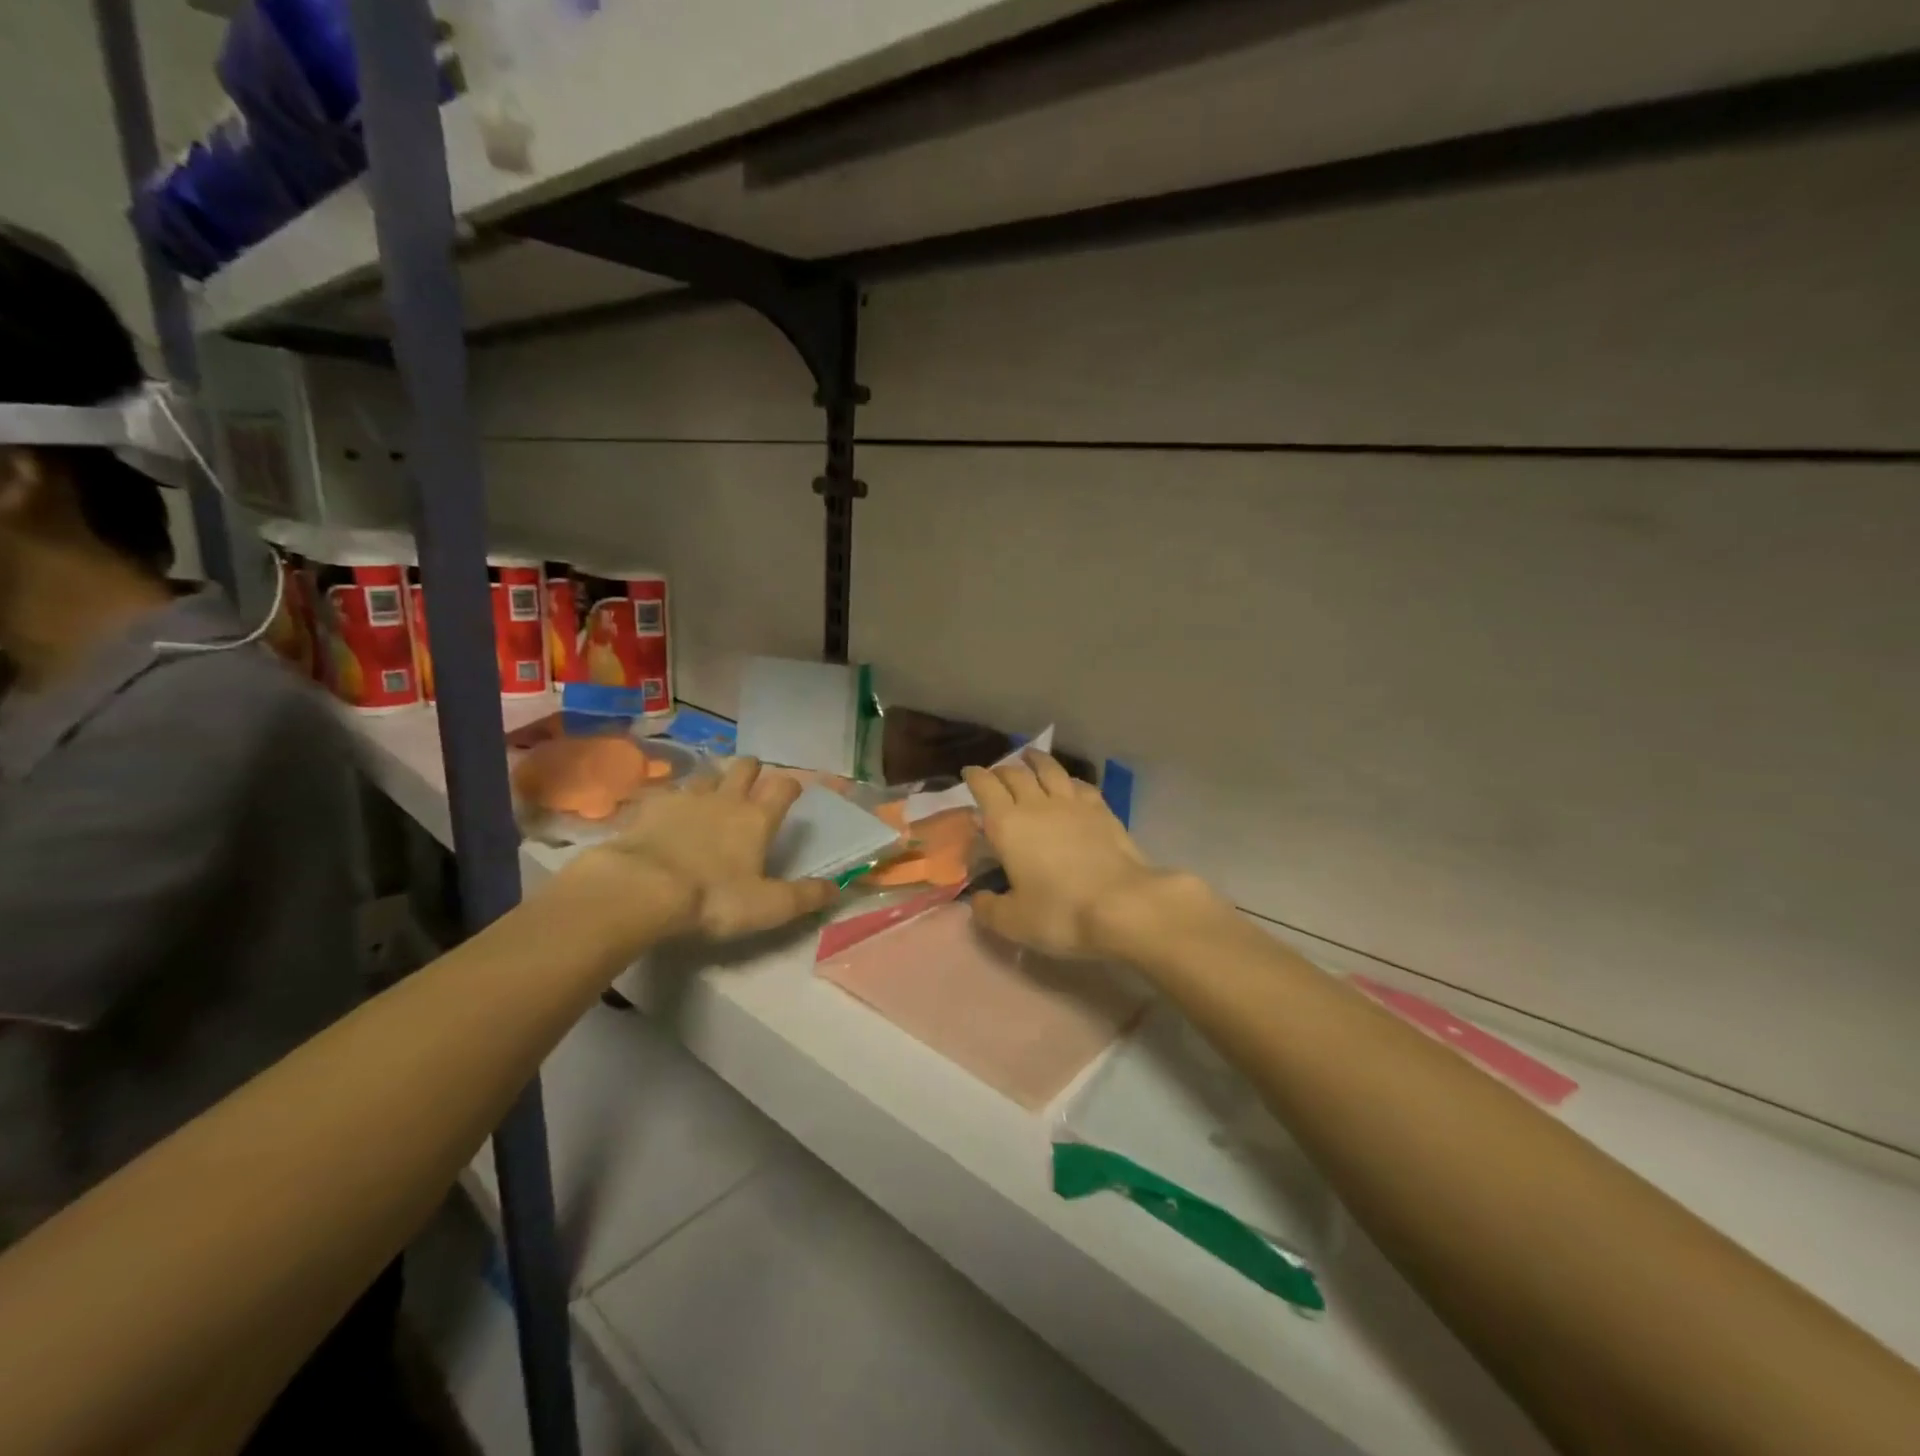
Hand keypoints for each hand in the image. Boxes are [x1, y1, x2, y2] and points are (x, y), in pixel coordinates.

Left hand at [555, 757, 836, 946]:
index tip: (793, 791)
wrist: (641, 888)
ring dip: (713, 780)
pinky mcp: (650, 807)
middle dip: (752, 770)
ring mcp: (685, 799)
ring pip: (706, 775)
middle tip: (752, 781)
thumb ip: (805, 896)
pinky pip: (666, 793)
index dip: (791, 785)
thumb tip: (839, 889)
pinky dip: (672, 799)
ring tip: (711, 794)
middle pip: (744, 767)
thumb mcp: (767, 907)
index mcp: (757, 819)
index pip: (782, 787)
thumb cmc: (713, 898)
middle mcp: (725, 799)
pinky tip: (667, 811)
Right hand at [963, 752, 1219, 958]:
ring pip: (1050, 770)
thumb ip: (989, 909)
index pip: (985, 787)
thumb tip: (978, 899)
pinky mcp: (1103, 810)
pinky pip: (1080, 784)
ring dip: (1036, 761)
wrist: (1124, 905)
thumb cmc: (1060, 913)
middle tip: (996, 774)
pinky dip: (1068, 780)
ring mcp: (1073, 804)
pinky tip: (1070, 784)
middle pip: (1016, 774)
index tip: (968, 772)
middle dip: (1001, 770)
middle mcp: (1037, 805)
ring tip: (1030, 757)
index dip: (974, 777)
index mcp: (1007, 825)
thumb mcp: (1013, 922)